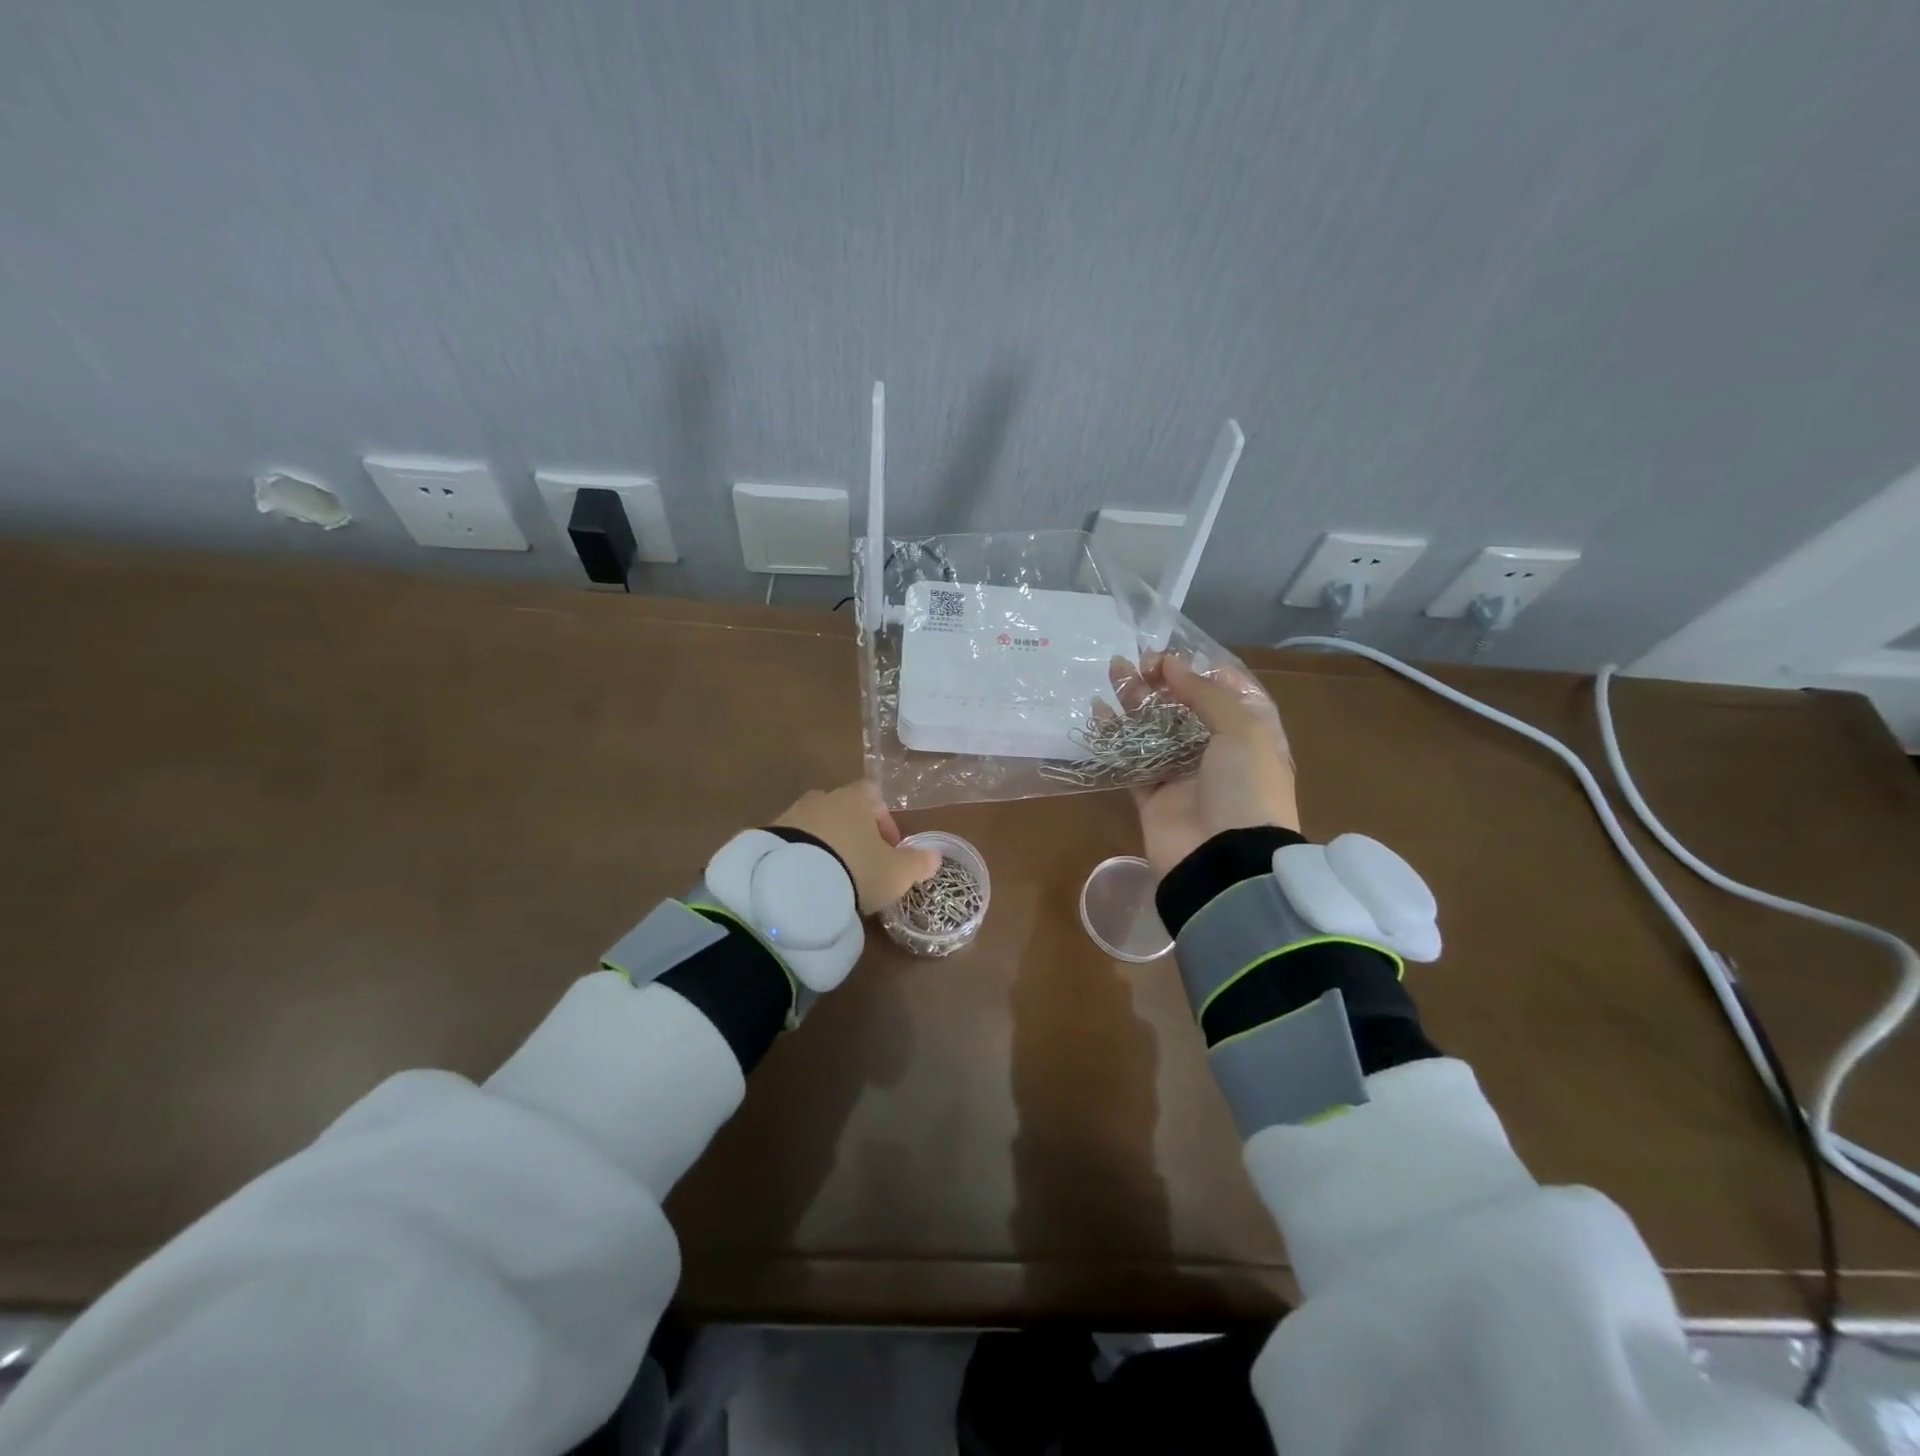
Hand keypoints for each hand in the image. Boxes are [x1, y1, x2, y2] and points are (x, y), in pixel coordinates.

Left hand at [775, 780, 940, 914]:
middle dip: (854, 833)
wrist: (792, 883)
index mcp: (856, 799)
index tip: (889, 848)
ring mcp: (791, 815)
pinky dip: (801, 858)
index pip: (874, 796)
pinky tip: (807, 883)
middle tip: (862, 865)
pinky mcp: (767, 837)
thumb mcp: (897, 873)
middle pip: (843, 809)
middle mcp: (823, 799)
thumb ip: (918, 862)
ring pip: (816, 826)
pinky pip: (792, 843)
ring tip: (833, 878)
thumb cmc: (857, 869)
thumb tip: (935, 855)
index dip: (884, 820)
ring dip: (826, 845)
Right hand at [1122, 655, 1298, 879]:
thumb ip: (1205, 694)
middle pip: (1184, 706)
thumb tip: (1170, 666)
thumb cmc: (1245, 788)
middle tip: (1136, 662)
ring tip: (1113, 671)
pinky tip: (1097, 711)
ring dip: (1134, 699)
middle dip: (1161, 681)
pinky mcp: (1151, 795)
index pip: (1226, 691)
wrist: (1224, 859)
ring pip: (1153, 728)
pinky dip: (1113, 735)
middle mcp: (1216, 751)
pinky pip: (1129, 758)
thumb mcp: (1242, 730)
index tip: (1172, 657)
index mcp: (1249, 734)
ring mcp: (1181, 774)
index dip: (1200, 670)